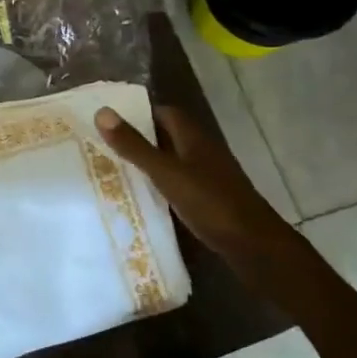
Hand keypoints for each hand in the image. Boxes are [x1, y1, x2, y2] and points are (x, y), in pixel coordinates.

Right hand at [95, 105, 299, 267]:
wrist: (254, 246)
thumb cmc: (210, 202)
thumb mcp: (166, 173)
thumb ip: (134, 146)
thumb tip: (101, 112)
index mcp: (193, 137)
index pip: (164, 112)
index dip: (138, 112)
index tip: (109, 119)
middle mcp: (202, 151)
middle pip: (167, 136)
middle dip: (139, 138)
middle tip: (103, 145)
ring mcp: (208, 176)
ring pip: (173, 160)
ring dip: (149, 162)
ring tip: (114, 169)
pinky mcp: (209, 199)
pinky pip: (179, 183)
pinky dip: (160, 185)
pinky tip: (141, 197)